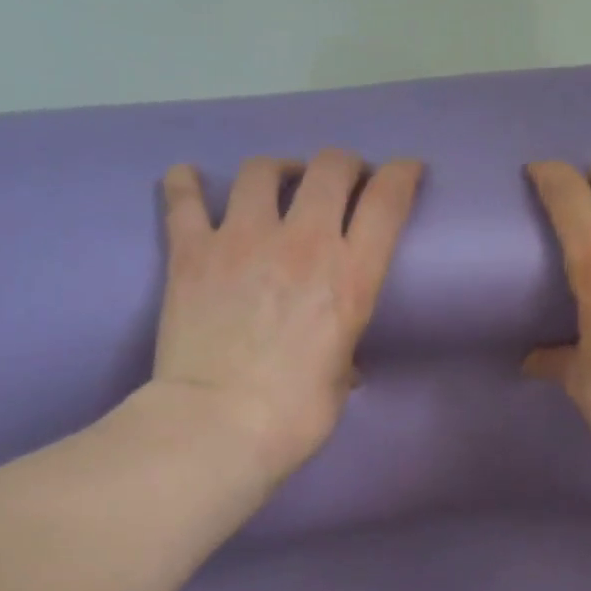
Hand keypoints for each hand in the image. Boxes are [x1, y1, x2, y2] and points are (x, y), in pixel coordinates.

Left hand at [152, 148, 419, 479]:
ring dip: (278, 170)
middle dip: (343, 165)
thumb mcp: (340, 381)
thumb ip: (343, 353)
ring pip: (262, 170)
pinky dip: (186, 184)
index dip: (402, 174)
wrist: (218, 425)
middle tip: (341, 181)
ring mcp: (242, 239)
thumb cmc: (295, 416)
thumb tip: (341, 361)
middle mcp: (303, 243)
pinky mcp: (192, 251)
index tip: (406, 170)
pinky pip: (184, 198)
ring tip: (277, 183)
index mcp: (350, 277)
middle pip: (330, 168)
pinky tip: (189, 180)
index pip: (387, 201)